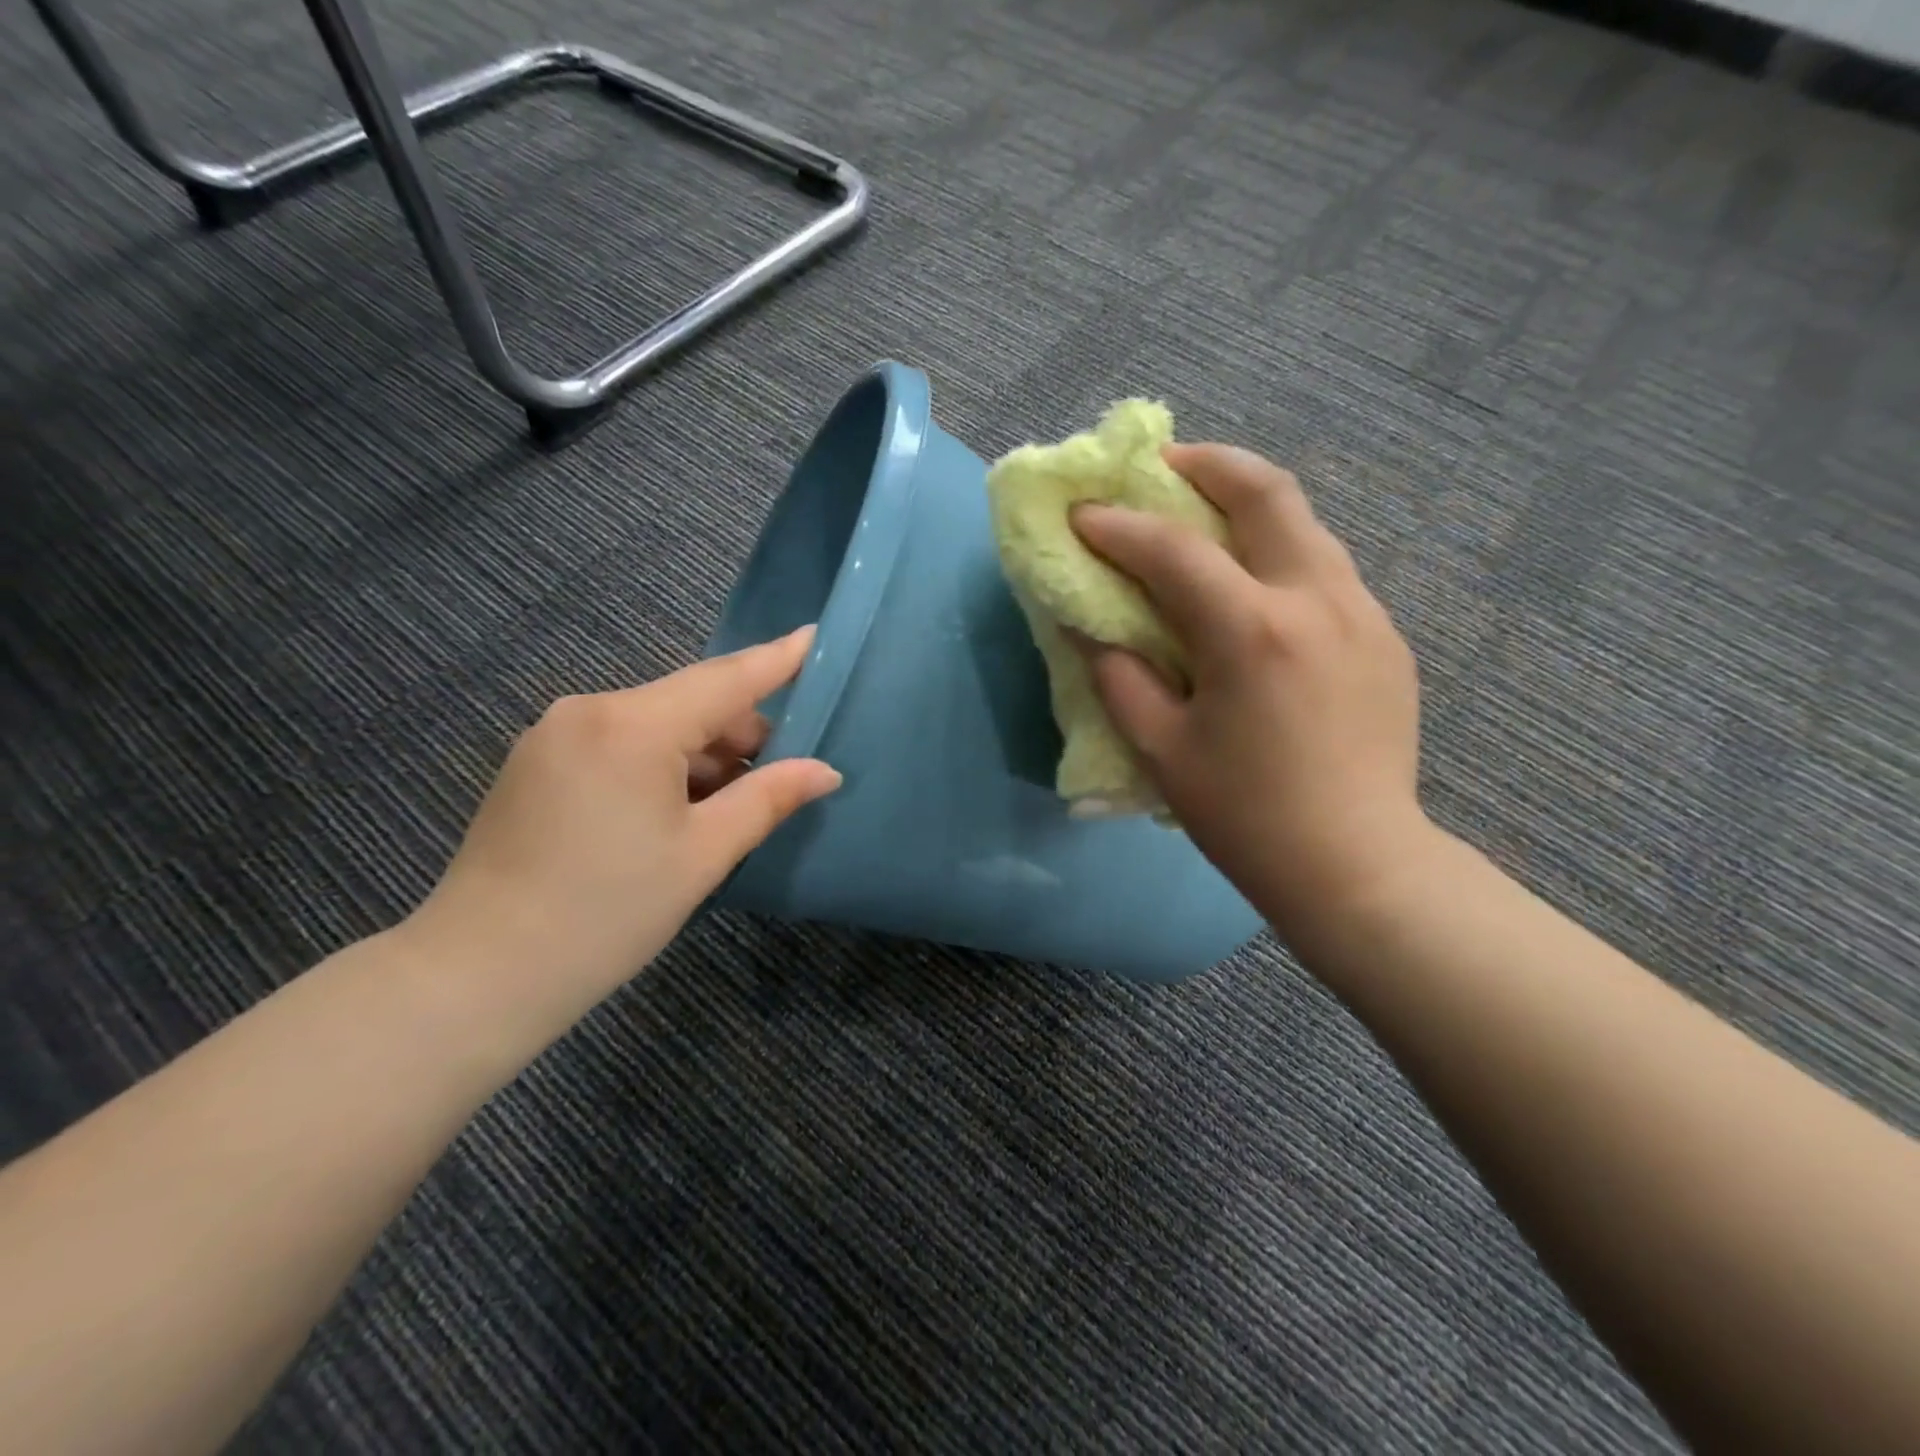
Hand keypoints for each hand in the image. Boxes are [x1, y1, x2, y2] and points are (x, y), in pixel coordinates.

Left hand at [405, 628, 839, 1019]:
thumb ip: (768, 798)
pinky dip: (661, 766)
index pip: (725, 679)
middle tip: (784, 776)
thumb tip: (826, 771)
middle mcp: (589, 711)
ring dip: (701, 756)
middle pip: (690, 703)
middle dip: (741, 734)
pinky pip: (620, 745)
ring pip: (656, 726)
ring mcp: (555, 735)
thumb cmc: (607, 913)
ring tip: (731, 807)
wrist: (480, 975)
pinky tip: (678, 812)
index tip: (815, 635)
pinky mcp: (537, 762)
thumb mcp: (704, 855)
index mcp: (633, 726)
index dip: (777, 660)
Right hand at [1071, 446, 1430, 944]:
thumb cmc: (1244, 815)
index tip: (1081, 516)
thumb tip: (1086, 622)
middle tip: (1161, 467)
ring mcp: (1362, 612)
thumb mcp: (1160, 749)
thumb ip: (1117, 674)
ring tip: (1204, 516)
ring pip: (1304, 522)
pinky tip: (1253, 588)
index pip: (1173, 549)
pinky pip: (1324, 568)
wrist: (1357, 863)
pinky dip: (1278, 553)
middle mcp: (1316, 600)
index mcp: (1252, 632)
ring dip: (1248, 503)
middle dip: (1205, 464)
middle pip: (1266, 490)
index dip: (1117, 526)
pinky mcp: (1384, 635)